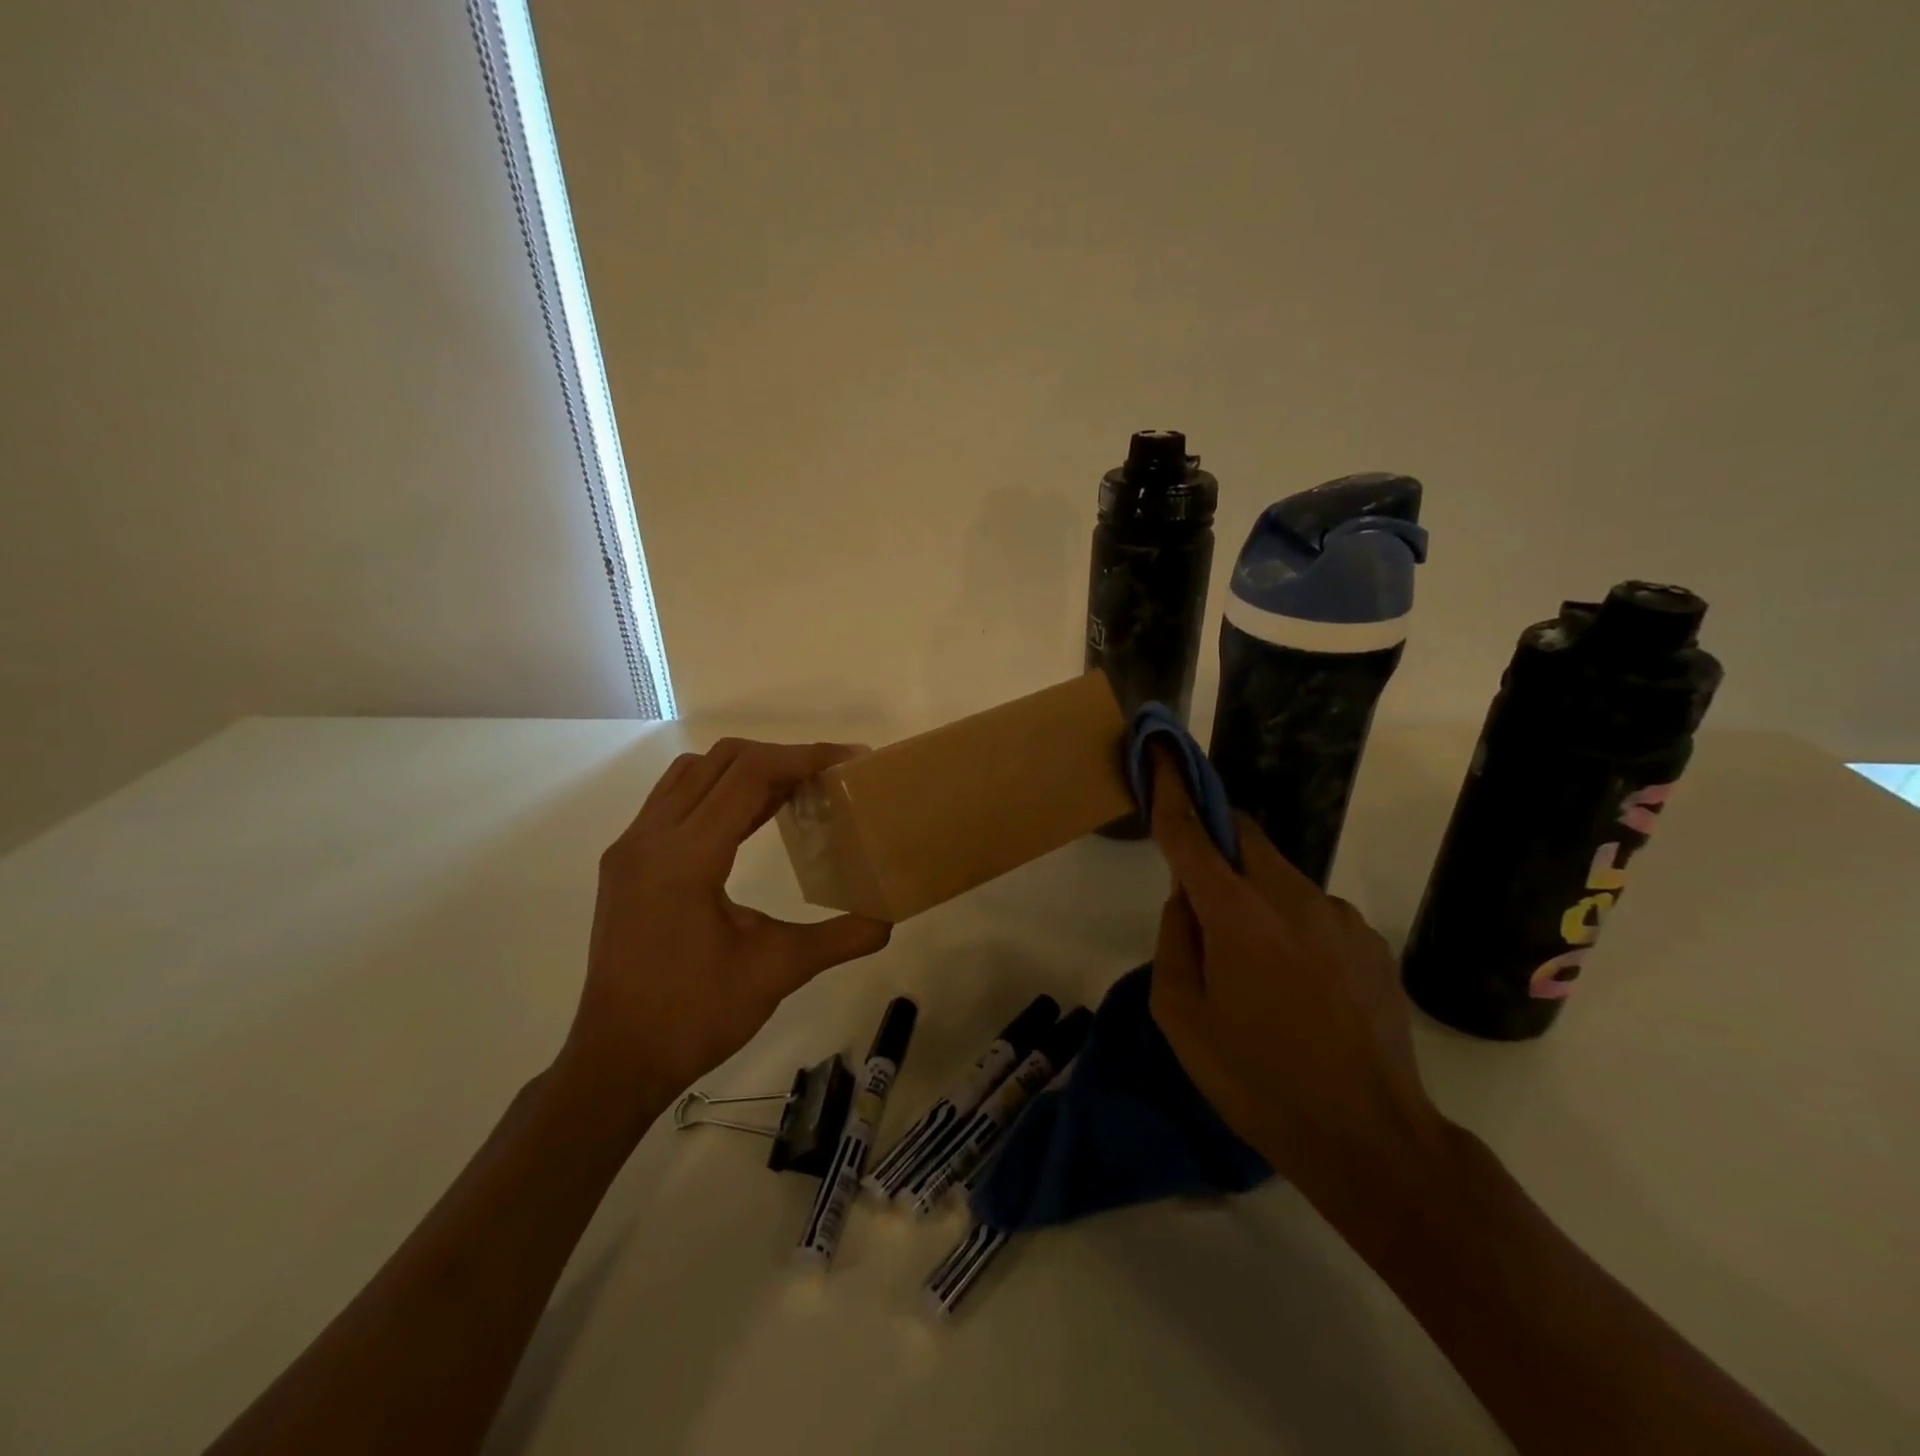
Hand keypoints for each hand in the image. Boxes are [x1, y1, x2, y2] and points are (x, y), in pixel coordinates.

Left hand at [559, 738, 892, 1121]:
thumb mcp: (777, 971)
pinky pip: (673, 800)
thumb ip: (839, 938)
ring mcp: (630, 847)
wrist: (616, 1059)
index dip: (803, 757)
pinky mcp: (624, 863)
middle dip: (779, 757)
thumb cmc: (695, 1015)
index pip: (749, 775)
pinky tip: (748, 819)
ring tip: (792, 791)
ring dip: (744, 770)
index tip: (848, 759)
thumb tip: (889, 920)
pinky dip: (715, 792)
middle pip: (720, 761)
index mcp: (686, 857)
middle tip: (827, 776)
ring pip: (691, 774)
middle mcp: (650, 838)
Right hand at [1145, 749, 1448, 1213]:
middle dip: (1215, 846)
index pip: (1192, 833)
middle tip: (1201, 902)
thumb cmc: (1257, 1082)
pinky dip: (1291, 928)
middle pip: (1244, 839)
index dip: (1172, 788)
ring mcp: (1340, 917)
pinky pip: (1315, 913)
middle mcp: (1292, 898)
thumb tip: (1186, 901)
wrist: (1371, 1140)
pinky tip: (1300, 991)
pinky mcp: (1371, 943)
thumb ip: (1174, 941)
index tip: (1161, 751)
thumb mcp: (1181, 1017)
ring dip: (1253, 898)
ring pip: (1279, 878)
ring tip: (1255, 974)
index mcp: (1237, 914)